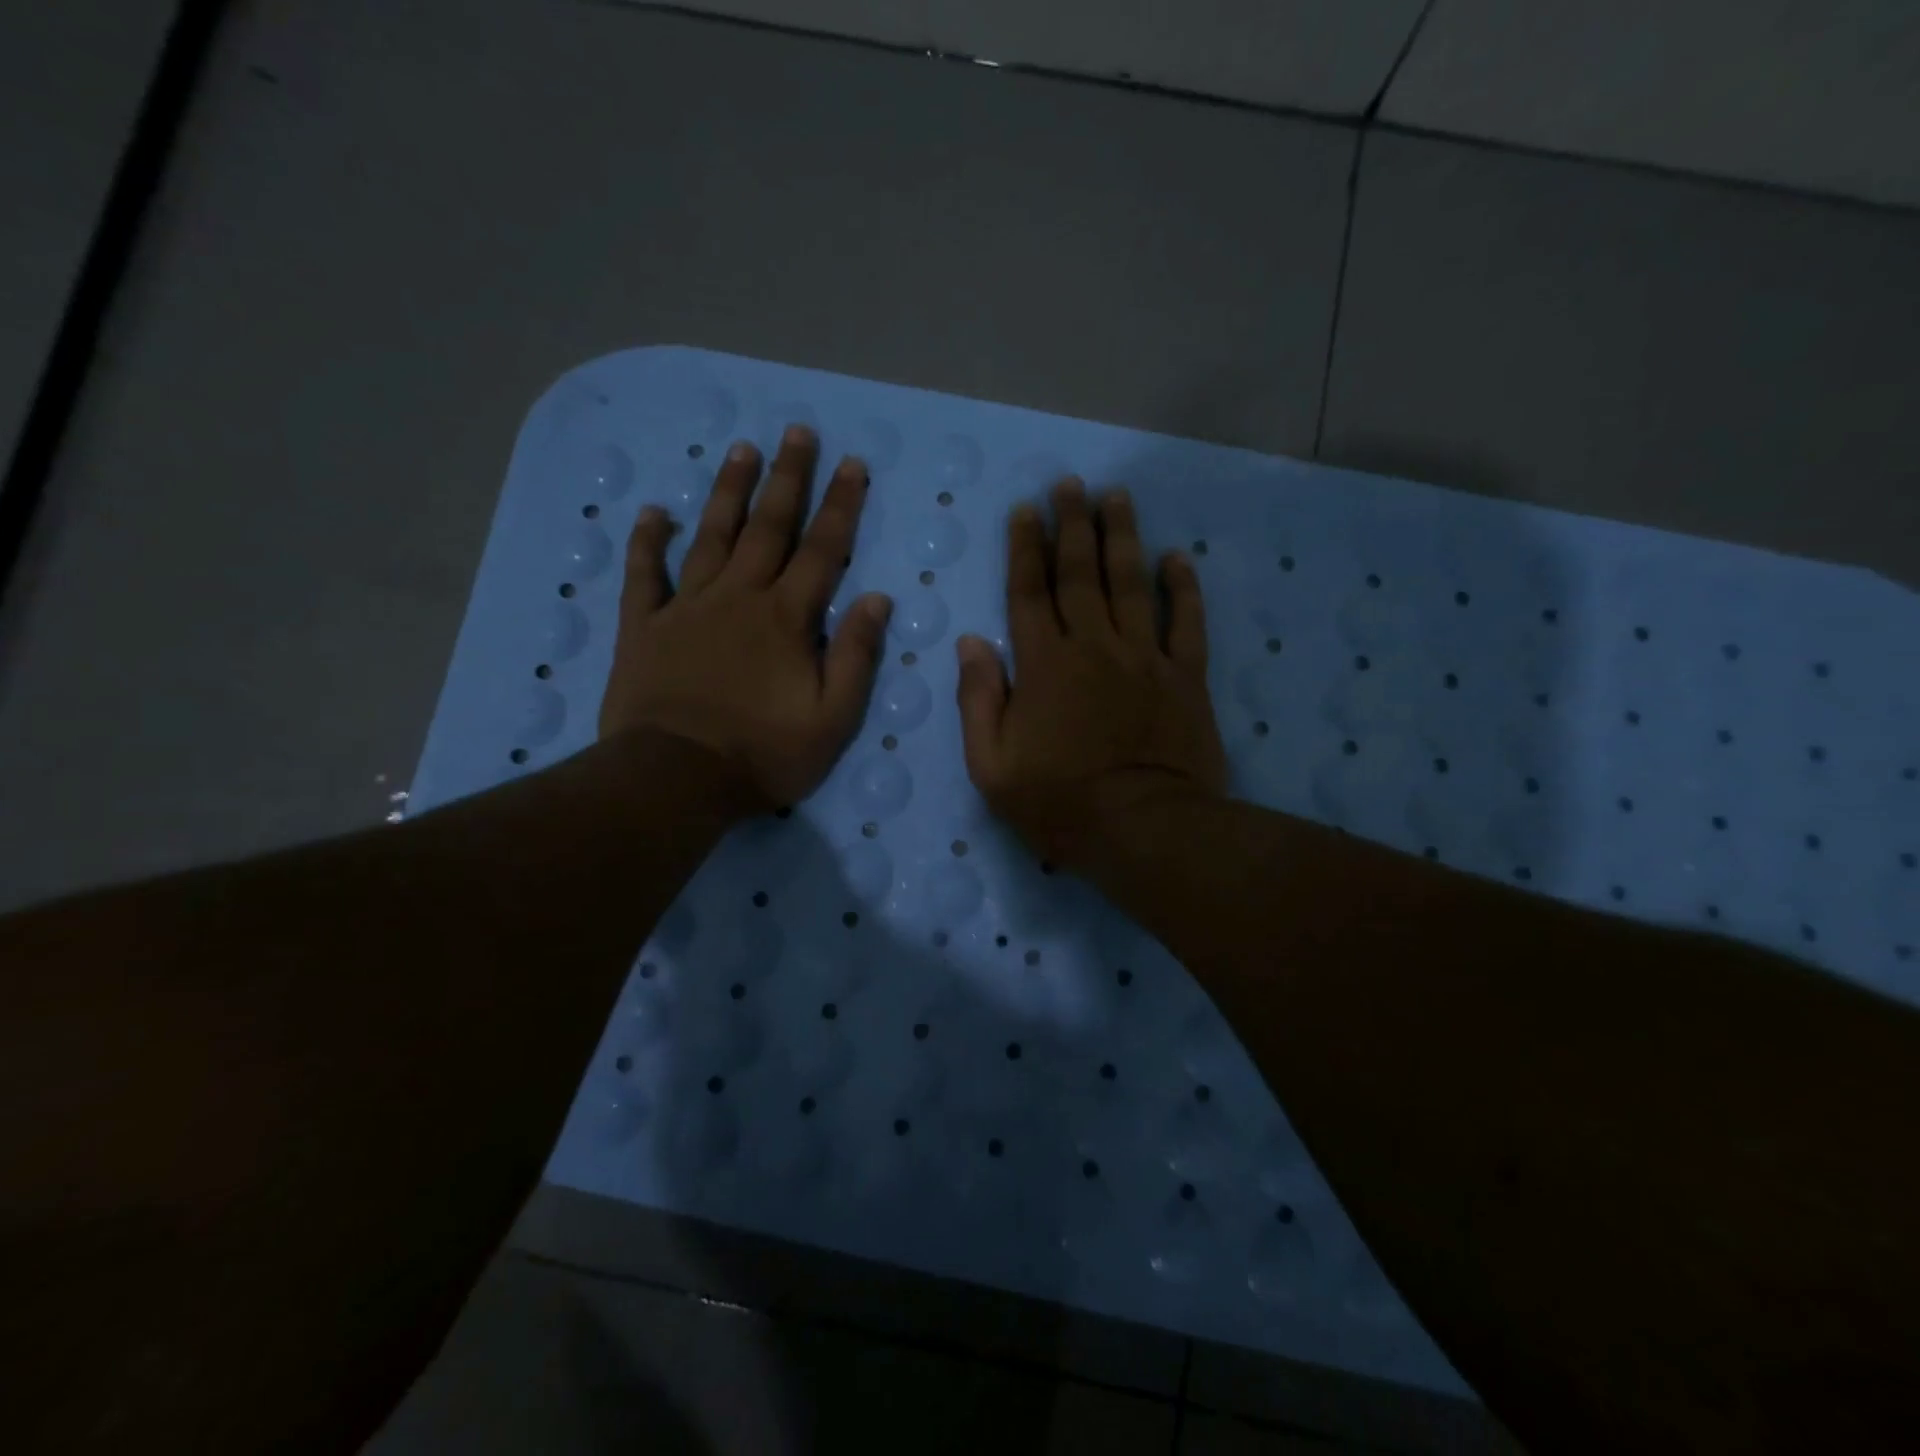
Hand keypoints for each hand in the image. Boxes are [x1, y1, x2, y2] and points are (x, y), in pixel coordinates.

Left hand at [600, 425, 892, 811]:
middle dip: (788, 478)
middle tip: (797, 431)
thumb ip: (856, 656)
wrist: (676, 779)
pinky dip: (648, 541)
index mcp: (786, 618)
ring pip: (711, 536)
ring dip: (728, 492)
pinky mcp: (643, 627)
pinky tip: (654, 512)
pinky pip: (644, 574)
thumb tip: (877, 599)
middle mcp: (738, 598)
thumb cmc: (763, 754)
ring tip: (741, 450)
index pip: (823, 550)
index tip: (852, 464)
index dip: (841, 505)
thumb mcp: (833, 718)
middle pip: (768, 527)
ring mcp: (686, 608)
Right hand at [956, 479, 1226, 867]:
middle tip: (1070, 484)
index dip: (1025, 547)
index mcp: (1043, 664)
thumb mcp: (992, 766)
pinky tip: (1176, 558)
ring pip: (1131, 583)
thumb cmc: (1059, 804)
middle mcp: (1093, 646)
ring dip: (1122, 536)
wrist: (1144, 830)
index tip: (1025, 509)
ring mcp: (1144, 657)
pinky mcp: (1185, 677)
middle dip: (1072, 524)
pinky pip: (1186, 621)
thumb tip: (972, 643)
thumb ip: (978, 700)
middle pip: (1080, 573)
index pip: (1029, 592)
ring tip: (1116, 496)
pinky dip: (1182, 587)